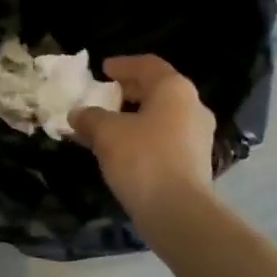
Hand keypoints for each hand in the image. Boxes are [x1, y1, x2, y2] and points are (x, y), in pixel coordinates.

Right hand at [68, 55, 215, 218]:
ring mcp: (198, 137)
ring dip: (134, 118)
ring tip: (107, 127)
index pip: (148, 65)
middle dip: (129, 92)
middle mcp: (193, 107)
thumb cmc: (143, 159)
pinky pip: (165, 140)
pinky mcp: (196, 163)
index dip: (123, 64)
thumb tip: (78, 114)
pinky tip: (122, 151)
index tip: (103, 69)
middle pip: (158, 91)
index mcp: (175, 89)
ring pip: (162, 117)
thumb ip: (90, 118)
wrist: (177, 212)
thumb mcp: (107, 133)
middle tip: (105, 96)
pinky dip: (143, 138)